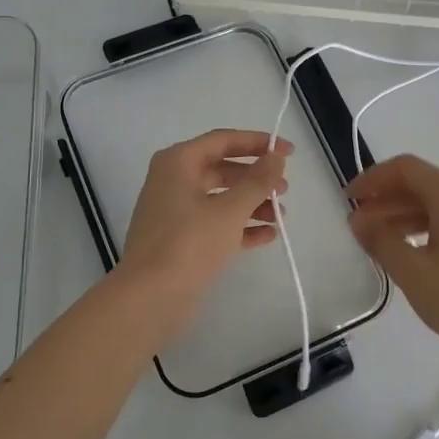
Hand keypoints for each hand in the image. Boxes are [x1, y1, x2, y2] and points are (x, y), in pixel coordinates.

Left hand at [119, 129, 291, 337]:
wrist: (149, 298)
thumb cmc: (189, 244)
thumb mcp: (230, 210)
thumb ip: (257, 181)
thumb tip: (276, 157)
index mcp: (178, 163)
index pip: (223, 140)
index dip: (258, 142)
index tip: (288, 152)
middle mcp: (173, 181)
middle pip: (222, 169)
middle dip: (256, 178)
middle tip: (285, 188)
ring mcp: (174, 212)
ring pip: (219, 199)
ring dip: (251, 204)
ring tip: (281, 216)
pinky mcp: (179, 241)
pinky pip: (214, 224)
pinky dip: (239, 227)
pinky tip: (267, 236)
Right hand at [346, 153, 438, 360]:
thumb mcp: (412, 271)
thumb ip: (380, 240)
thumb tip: (358, 220)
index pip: (405, 168)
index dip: (372, 179)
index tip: (349, 200)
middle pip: (420, 185)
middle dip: (385, 200)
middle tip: (357, 224)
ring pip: (434, 206)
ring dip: (401, 216)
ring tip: (376, 240)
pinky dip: (422, 230)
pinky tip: (407, 253)